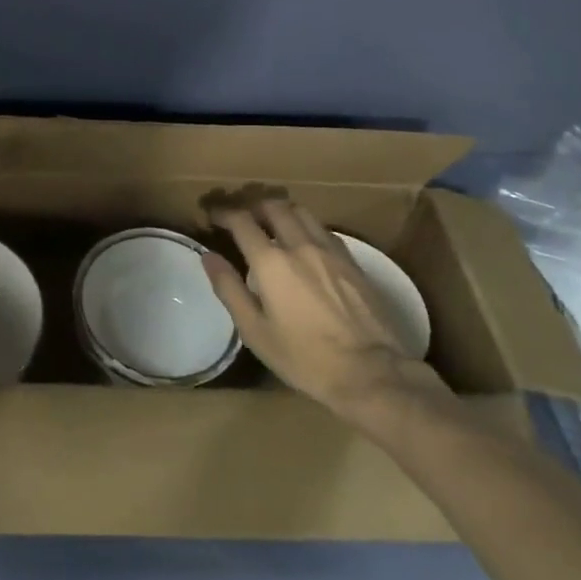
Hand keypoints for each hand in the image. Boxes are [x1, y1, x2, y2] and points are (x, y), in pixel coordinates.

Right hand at [203, 193, 450, 429]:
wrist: (372, 373)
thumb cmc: (305, 357)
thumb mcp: (255, 331)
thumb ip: (229, 289)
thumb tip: (208, 257)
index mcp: (271, 262)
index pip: (241, 221)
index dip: (223, 213)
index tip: (212, 215)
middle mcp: (299, 245)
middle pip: (273, 207)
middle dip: (252, 206)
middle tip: (241, 216)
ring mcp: (330, 250)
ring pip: (301, 212)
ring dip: (280, 210)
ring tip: (271, 223)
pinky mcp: (352, 261)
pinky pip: (323, 229)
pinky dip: (305, 226)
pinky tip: (304, 243)